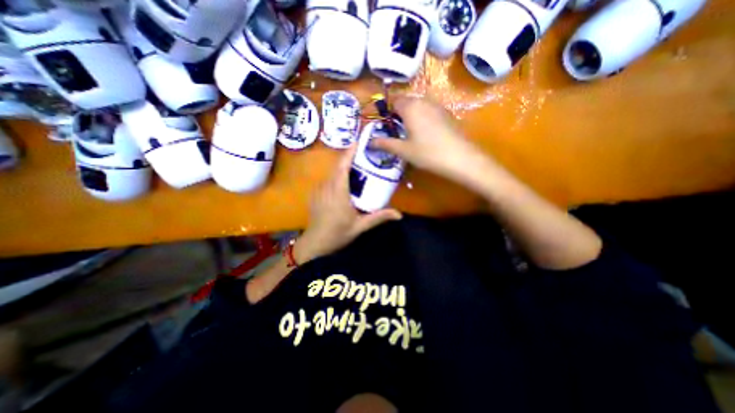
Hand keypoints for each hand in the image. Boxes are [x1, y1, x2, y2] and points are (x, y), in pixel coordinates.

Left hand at [295, 144, 400, 262]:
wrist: (315, 243)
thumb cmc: (338, 234)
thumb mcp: (360, 226)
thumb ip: (379, 217)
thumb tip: (399, 214)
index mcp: (338, 193)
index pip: (343, 167)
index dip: (349, 153)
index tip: (357, 142)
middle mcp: (327, 187)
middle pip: (337, 167)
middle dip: (348, 158)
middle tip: (362, 154)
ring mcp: (318, 190)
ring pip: (331, 173)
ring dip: (342, 168)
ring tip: (355, 167)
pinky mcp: (314, 194)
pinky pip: (326, 180)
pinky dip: (336, 177)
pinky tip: (343, 182)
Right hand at [370, 96, 489, 181]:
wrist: (460, 158)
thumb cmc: (427, 153)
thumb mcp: (403, 150)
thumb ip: (385, 143)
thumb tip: (369, 142)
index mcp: (410, 107)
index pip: (393, 101)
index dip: (387, 111)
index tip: (385, 125)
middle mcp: (423, 101)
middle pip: (406, 102)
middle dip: (398, 113)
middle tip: (396, 132)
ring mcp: (437, 106)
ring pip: (418, 106)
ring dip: (410, 116)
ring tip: (409, 134)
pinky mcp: (446, 113)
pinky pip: (428, 110)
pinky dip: (422, 118)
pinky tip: (424, 134)